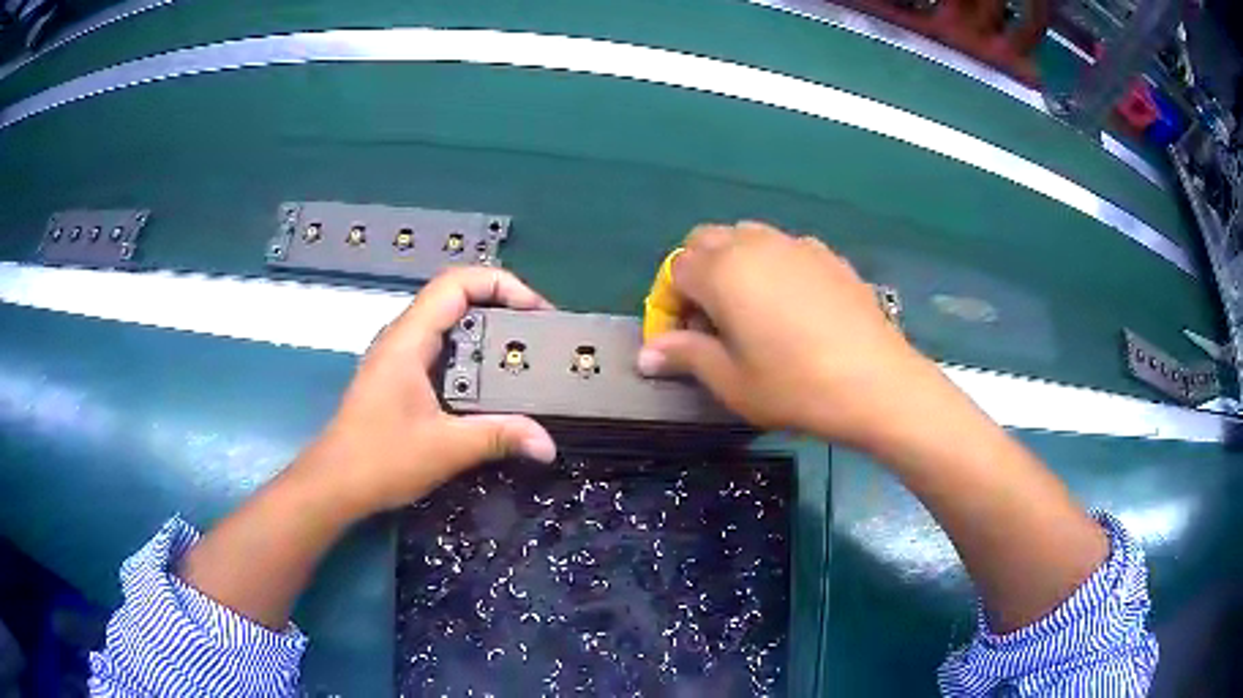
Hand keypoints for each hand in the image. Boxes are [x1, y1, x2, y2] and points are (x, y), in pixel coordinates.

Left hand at [299, 267, 557, 516]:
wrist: (334, 484)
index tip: (538, 312)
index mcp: (409, 338)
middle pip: (456, 297)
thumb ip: (499, 437)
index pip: (457, 283)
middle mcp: (403, 337)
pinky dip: (472, 354)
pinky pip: (442, 349)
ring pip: (448, 323)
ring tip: (524, 355)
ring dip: (487, 331)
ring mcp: (399, 357)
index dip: (502, 284)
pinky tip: (492, 385)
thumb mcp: (446, 448)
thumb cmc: (380, 459)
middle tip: (539, 335)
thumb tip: (548, 443)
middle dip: (502, 305)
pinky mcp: (399, 377)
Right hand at [637, 221, 942, 450]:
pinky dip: (772, 266)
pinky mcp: (827, 255)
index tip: (681, 340)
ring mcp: (796, 244)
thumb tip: (646, 354)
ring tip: (748, 310)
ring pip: (746, 237)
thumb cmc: (795, 386)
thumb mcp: (731, 381)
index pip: (675, 270)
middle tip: (710, 320)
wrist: (876, 382)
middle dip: (696, 273)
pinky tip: (791, 306)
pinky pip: (784, 248)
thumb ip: (685, 356)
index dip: (669, 304)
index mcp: (722, 271)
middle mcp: (755, 244)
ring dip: (733, 264)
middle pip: (706, 240)